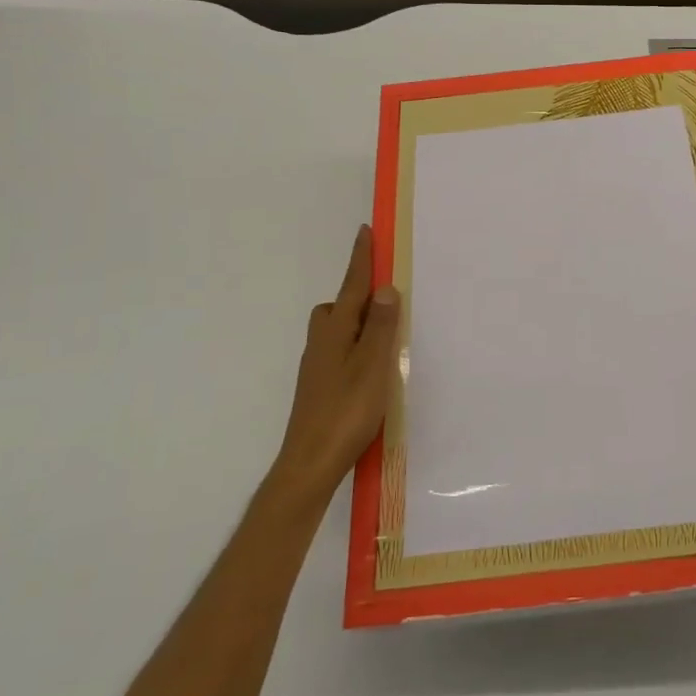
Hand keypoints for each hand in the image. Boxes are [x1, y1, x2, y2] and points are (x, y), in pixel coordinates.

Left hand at [275, 225, 400, 501]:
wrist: (309, 464)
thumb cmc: (346, 411)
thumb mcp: (372, 365)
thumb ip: (380, 326)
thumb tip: (384, 288)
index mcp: (335, 332)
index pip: (352, 286)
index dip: (361, 259)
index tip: (365, 231)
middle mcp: (322, 343)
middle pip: (338, 307)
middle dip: (358, 295)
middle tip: (386, 298)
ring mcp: (317, 367)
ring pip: (337, 332)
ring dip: (358, 325)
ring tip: (386, 338)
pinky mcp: (319, 388)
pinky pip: (340, 353)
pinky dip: (356, 349)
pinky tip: (372, 371)